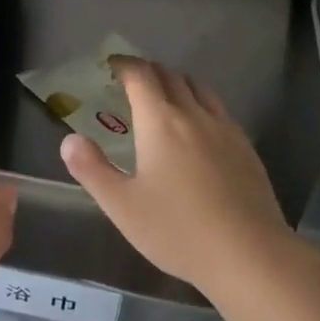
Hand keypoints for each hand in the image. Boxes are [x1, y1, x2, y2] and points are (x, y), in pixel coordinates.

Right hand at [60, 58, 294, 297]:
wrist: (250, 255)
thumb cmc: (178, 230)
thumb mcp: (122, 206)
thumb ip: (92, 169)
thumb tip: (69, 140)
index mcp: (161, 122)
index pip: (141, 76)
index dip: (124, 65)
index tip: (111, 66)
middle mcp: (194, 115)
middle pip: (171, 76)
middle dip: (149, 72)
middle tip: (132, 82)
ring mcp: (225, 130)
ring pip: (200, 90)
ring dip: (178, 84)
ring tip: (165, 98)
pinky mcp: (246, 149)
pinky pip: (220, 111)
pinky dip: (202, 105)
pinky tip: (200, 130)